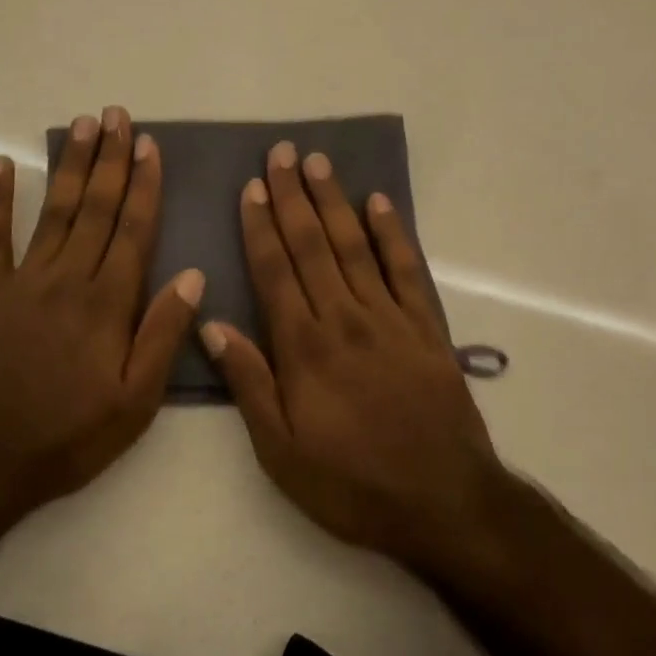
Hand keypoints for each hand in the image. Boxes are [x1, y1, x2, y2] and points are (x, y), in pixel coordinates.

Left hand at [0, 106, 204, 544]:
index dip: (144, 186)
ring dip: (70, 166)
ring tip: (82, 125)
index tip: (150, 146)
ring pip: (54, 211)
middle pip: (95, 208)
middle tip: (117, 116)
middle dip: (110, 159)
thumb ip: (163, 336)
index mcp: (107, 304)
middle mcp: (67, 279)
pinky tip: (1, 166)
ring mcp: (22, 282)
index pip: (133, 230)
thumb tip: (194, 277)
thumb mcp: (134, 403)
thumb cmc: (67, 437)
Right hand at [198, 141, 509, 572]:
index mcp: (305, 348)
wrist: (443, 502)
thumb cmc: (351, 483)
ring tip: (319, 164)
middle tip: (282, 154)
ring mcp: (390, 319)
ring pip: (356, 247)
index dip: (261, 227)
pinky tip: (380, 203)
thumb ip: (249, 383)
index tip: (251, 188)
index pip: (275, 272)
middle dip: (294, 198)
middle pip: (314, 246)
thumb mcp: (281, 451)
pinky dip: (393, 234)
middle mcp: (345, 319)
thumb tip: (213, 323)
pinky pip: (407, 270)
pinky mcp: (427, 328)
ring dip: (336, 202)